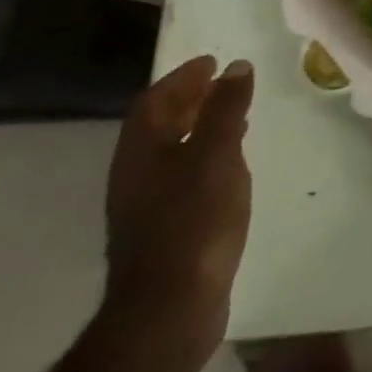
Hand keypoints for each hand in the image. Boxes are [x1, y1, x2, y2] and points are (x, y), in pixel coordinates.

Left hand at [104, 56, 253, 362]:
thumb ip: (226, 109)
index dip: (181, 78)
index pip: (153, 101)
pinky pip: (182, 176)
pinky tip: (230, 167)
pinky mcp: (164, 231)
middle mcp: (135, 175)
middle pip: (157, 126)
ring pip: (170, 152)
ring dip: (198, 128)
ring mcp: (146, 207)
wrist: (169, 309)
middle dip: (189, 100)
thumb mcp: (217, 155)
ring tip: (235, 119)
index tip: (212, 62)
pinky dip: (204, 157)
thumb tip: (236, 67)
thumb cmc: (194, 221)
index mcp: (141, 153)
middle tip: (223, 85)